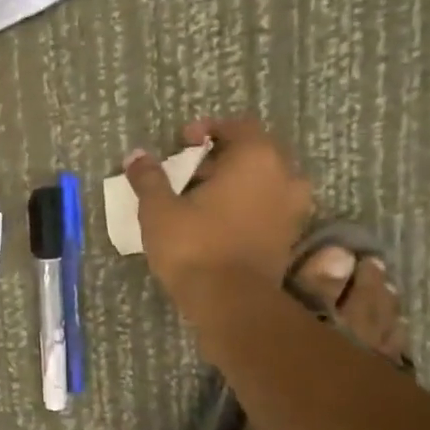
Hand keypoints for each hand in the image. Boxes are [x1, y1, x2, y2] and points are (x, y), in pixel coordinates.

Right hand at [124, 115, 312, 321]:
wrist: (230, 303)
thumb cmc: (194, 246)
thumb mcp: (159, 209)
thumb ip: (149, 178)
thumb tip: (136, 156)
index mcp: (257, 158)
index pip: (239, 126)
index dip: (209, 130)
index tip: (183, 142)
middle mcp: (284, 177)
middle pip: (255, 152)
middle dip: (223, 157)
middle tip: (190, 171)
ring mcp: (293, 209)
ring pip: (265, 182)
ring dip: (238, 183)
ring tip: (204, 197)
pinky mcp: (289, 238)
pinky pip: (269, 208)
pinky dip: (248, 207)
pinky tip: (219, 222)